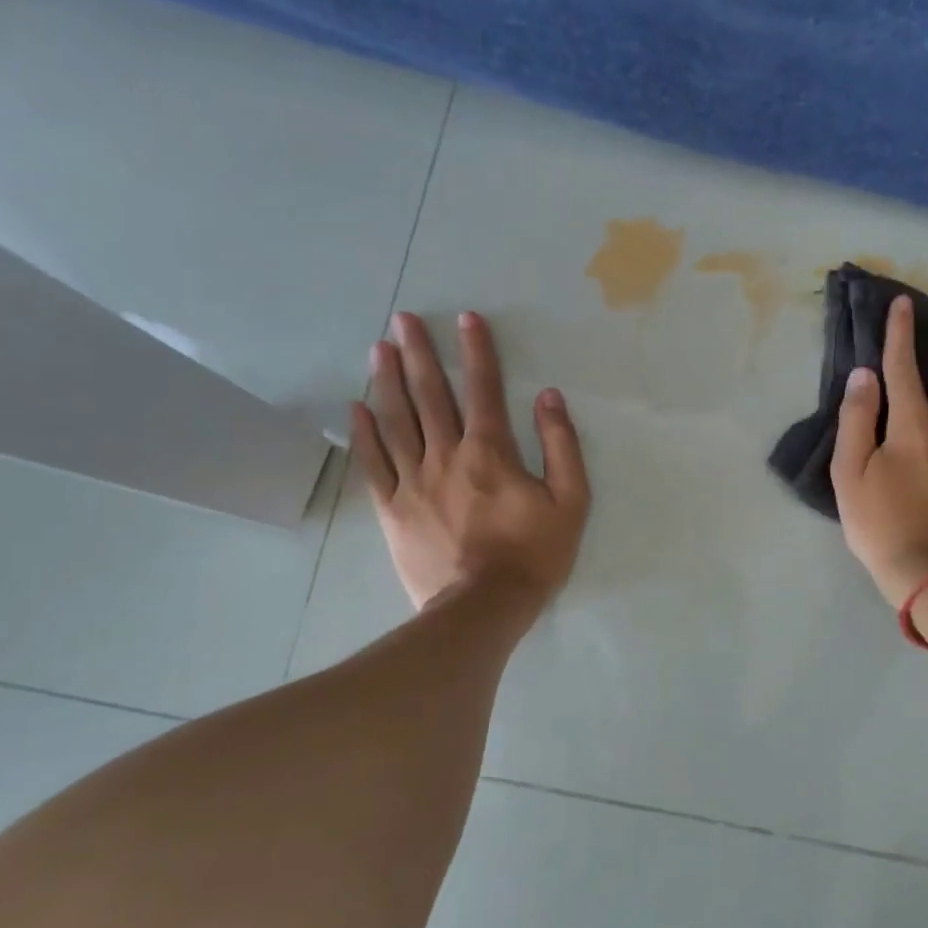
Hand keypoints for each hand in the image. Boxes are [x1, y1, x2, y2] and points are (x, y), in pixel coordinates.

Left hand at [352, 311, 589, 613]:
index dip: (476, 350)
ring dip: (387, 381)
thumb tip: (548, 396)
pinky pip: (374, 464)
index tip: (466, 318)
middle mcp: (446, 456)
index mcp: (491, 452)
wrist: (483, 609)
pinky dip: (364, 434)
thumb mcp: (571, 501)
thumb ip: (562, 445)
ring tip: (378, 348)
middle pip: (430, 395)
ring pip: (396, 421)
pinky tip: (356, 408)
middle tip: (402, 318)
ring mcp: (414, 482)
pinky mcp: (393, 509)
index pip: (483, 388)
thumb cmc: (533, 555)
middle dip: (418, 353)